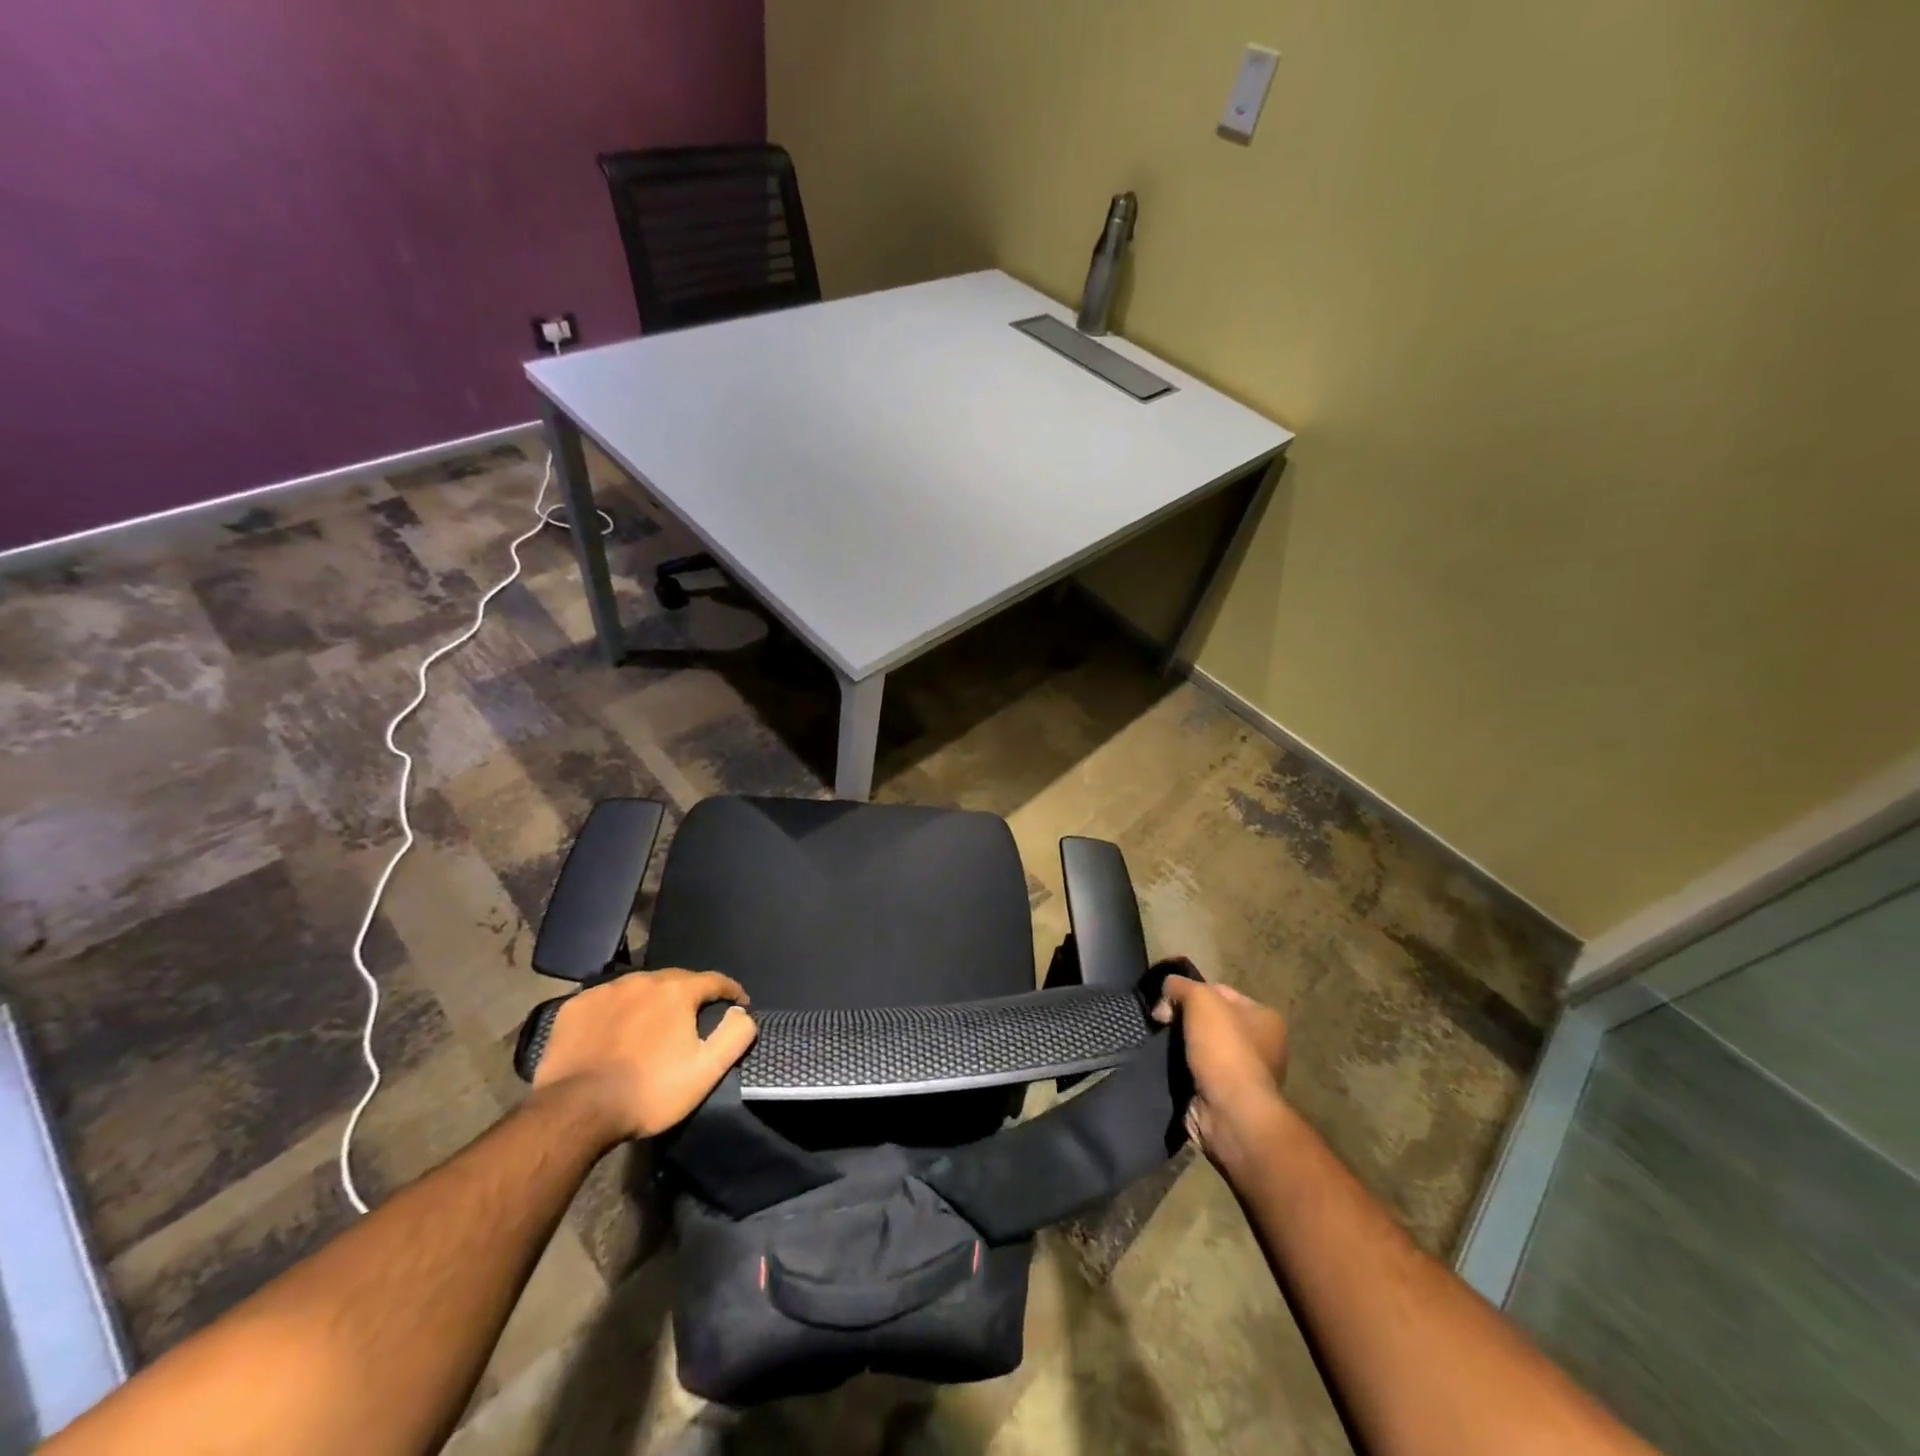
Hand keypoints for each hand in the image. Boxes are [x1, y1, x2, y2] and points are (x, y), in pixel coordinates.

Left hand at [531, 969, 756, 1142]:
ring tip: (652, 1025)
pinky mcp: (575, 1007)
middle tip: (693, 1018)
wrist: (576, 1111)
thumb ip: (734, 1035)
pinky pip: (606, 1001)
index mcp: (677, 990)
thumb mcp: (706, 1070)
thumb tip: (742, 1012)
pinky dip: (617, 1011)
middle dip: (690, 995)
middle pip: (676, 980)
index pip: (714, 980)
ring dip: (652, 1001)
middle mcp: (642, 980)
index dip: (731, 991)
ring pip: (639, 988)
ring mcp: (605, 991)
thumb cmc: (649, 1091)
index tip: (739, 1003)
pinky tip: (614, 1031)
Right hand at [1153, 972, 1288, 1173]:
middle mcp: (1259, 1045)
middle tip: (1160, 1022)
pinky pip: (1194, 1072)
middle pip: (1208, 1020)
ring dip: (1178, 1046)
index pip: (1220, 992)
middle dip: (1182, 1020)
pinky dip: (1178, 1069)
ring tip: (1157, 1044)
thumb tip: (1167, 989)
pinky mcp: (1223, 1096)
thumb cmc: (1224, 1049)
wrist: (1230, 1114)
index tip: (1167, 1001)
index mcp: (1264, 1018)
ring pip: (1199, 1046)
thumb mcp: (1201, 999)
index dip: (1191, 992)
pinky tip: (1164, 1066)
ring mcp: (1242, 1074)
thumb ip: (1181, 985)